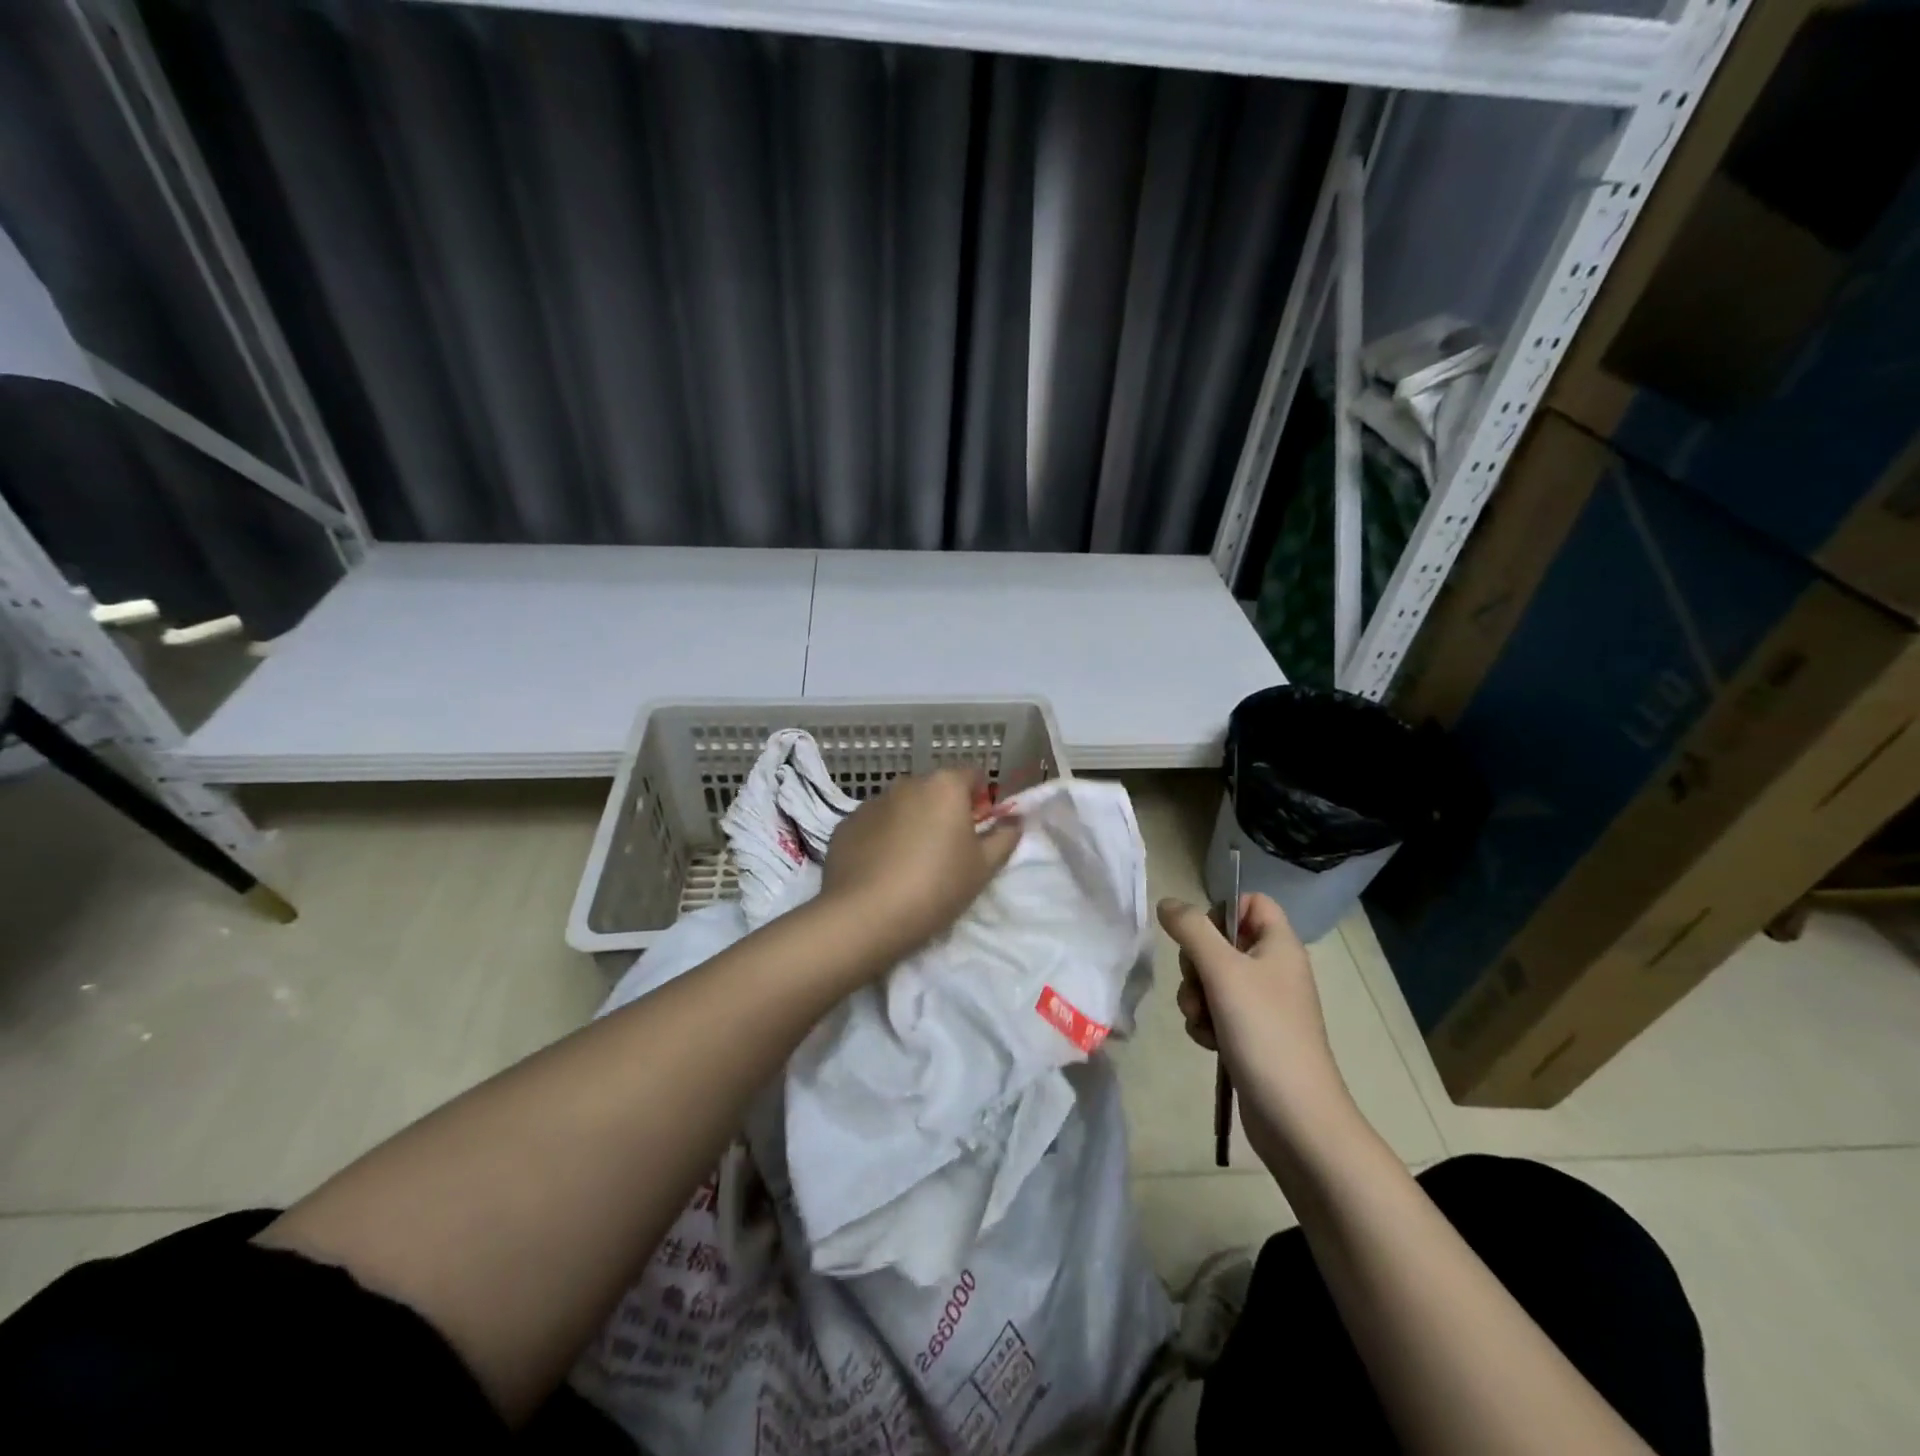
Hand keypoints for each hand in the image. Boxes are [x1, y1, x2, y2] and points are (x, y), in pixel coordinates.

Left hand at [821, 769, 1022, 962]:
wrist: (865, 916)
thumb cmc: (936, 886)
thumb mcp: (983, 868)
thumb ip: (1004, 837)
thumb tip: (1014, 821)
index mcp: (944, 786)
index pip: (972, 775)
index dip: (980, 799)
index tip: (978, 830)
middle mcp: (906, 783)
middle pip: (934, 790)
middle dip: (943, 811)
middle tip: (947, 852)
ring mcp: (870, 803)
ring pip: (901, 807)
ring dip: (910, 824)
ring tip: (910, 866)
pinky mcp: (844, 825)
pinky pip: (873, 826)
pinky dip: (880, 839)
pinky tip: (881, 872)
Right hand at [1157, 893, 1351, 1150]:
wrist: (1296, 1117)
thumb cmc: (1264, 1032)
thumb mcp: (1222, 971)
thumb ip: (1191, 930)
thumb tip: (1166, 903)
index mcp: (1279, 946)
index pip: (1251, 902)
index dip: (1221, 911)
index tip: (1202, 937)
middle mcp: (1274, 969)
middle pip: (1221, 942)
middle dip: (1197, 964)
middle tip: (1199, 985)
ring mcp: (1263, 1005)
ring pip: (1212, 979)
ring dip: (1196, 997)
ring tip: (1203, 1021)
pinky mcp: (1252, 1035)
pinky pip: (1216, 1012)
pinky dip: (1206, 1023)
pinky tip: (1210, 1042)